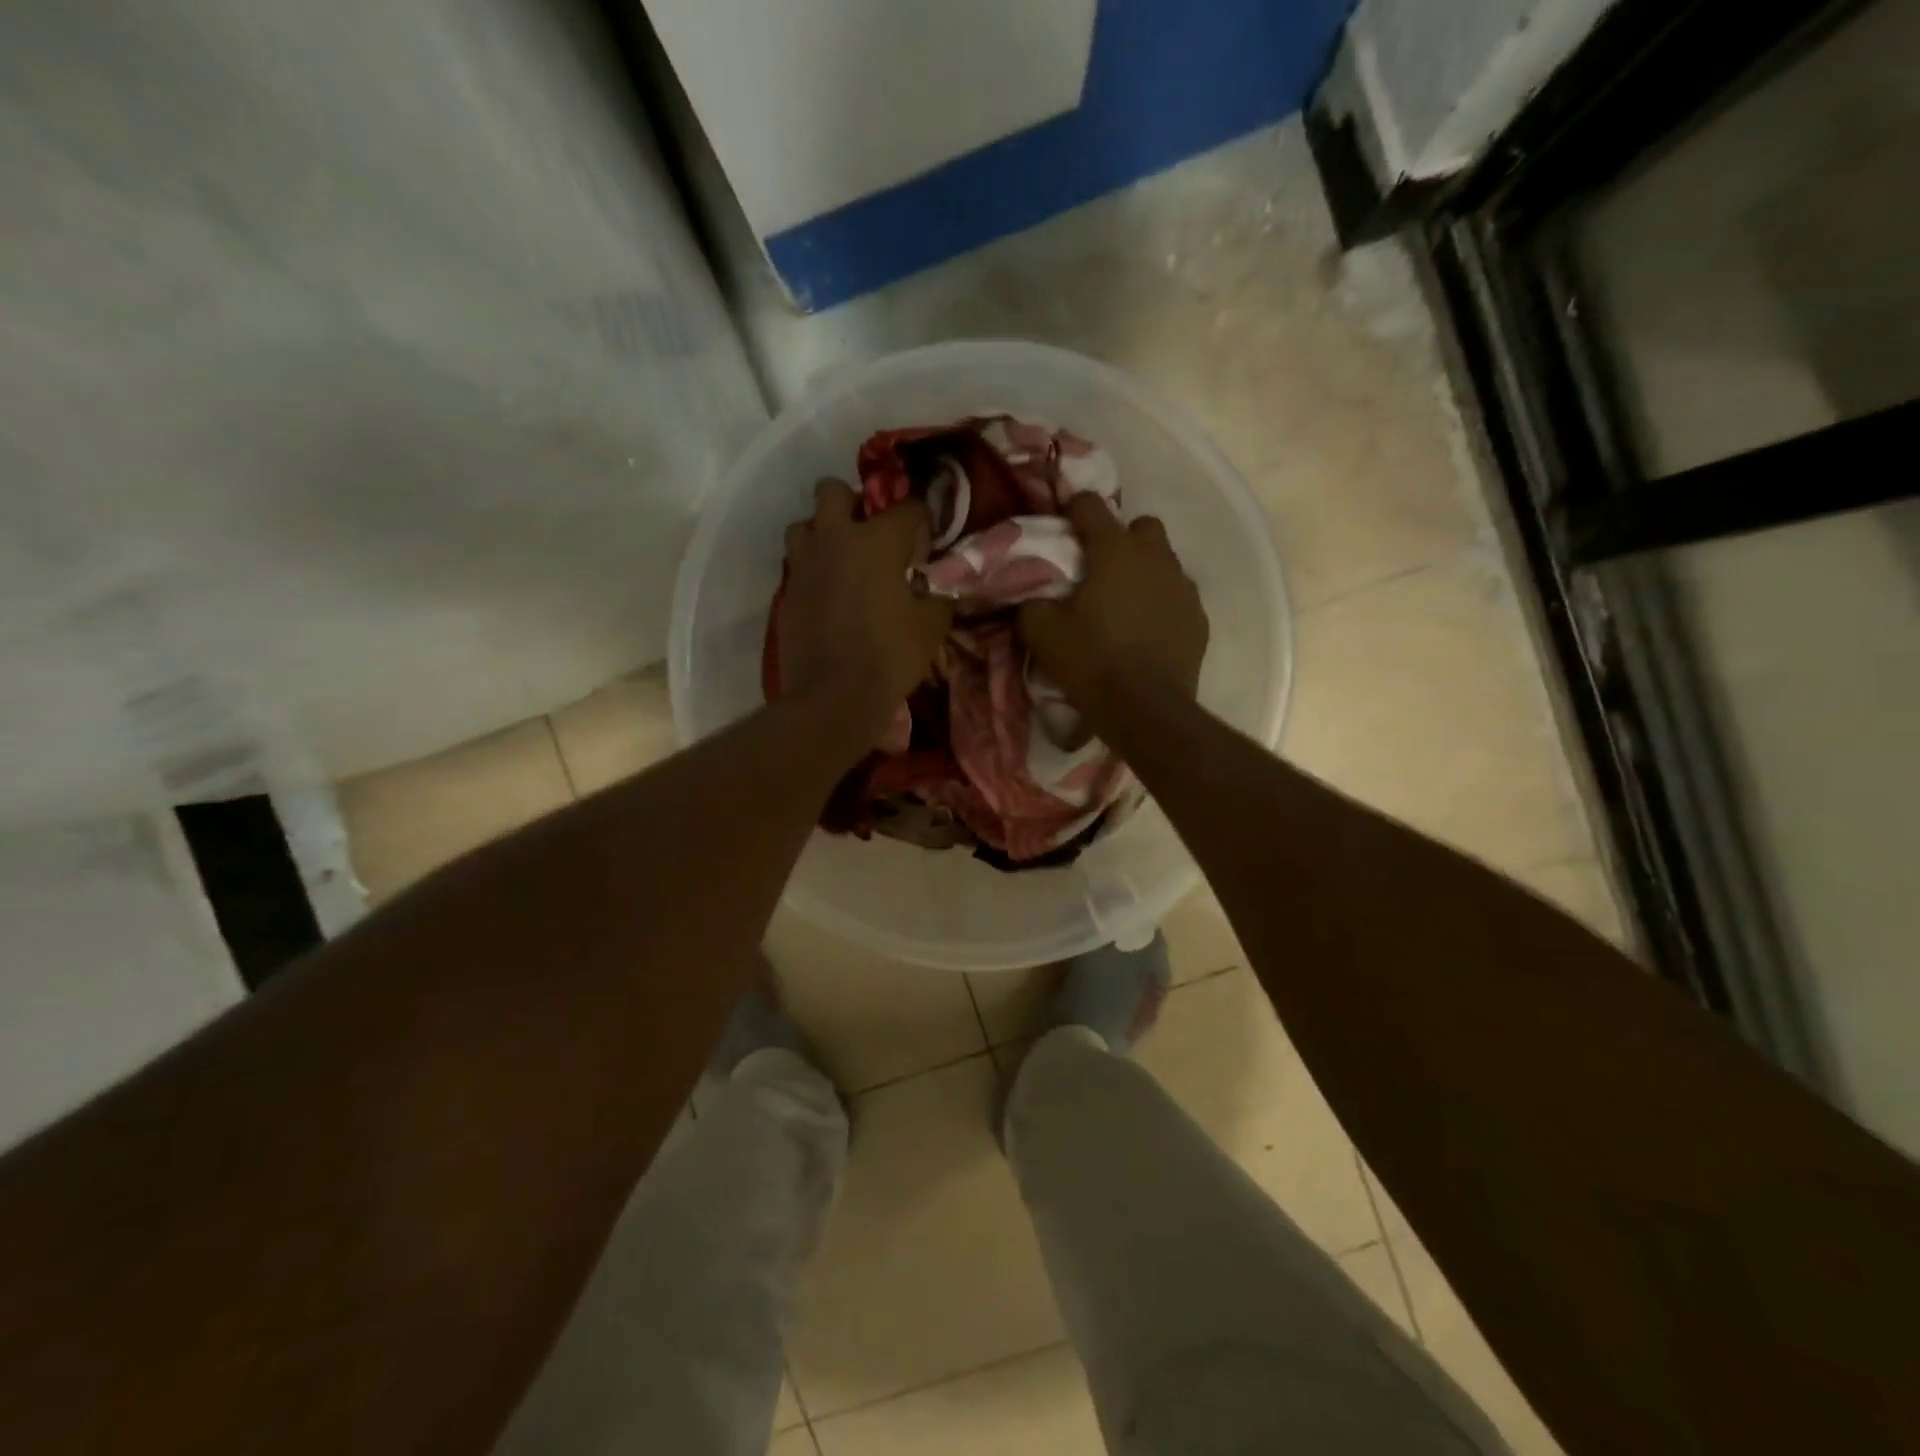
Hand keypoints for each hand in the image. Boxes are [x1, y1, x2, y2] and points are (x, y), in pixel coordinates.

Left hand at [777, 478, 953, 737]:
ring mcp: (803, 565)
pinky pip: (798, 565)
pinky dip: (814, 571)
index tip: (926, 542)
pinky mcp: (787, 592)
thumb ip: (936, 593)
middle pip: (832, 490)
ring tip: (842, 561)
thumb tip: (933, 584)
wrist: (834, 696)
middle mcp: (834, 539)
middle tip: (869, 534)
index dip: (921, 521)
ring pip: (804, 525)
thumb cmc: (890, 656)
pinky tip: (830, 596)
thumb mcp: (932, 625)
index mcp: (876, 540)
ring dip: (822, 533)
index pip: (907, 508)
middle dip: (852, 503)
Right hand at [1019, 493, 1207, 724]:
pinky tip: (1146, 631)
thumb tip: (1034, 596)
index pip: (1090, 505)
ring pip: (1164, 561)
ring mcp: (1183, 587)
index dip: (1073, 509)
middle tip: (1099, 569)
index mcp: (1114, 551)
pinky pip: (1177, 596)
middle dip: (1120, 538)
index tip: (1062, 524)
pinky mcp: (1198, 618)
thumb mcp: (1042, 632)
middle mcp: (1155, 558)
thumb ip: (1033, 602)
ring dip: (1144, 571)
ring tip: (1124, 604)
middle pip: (1141, 526)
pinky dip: (1161, 604)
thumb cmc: (1091, 662)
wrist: (1145, 710)